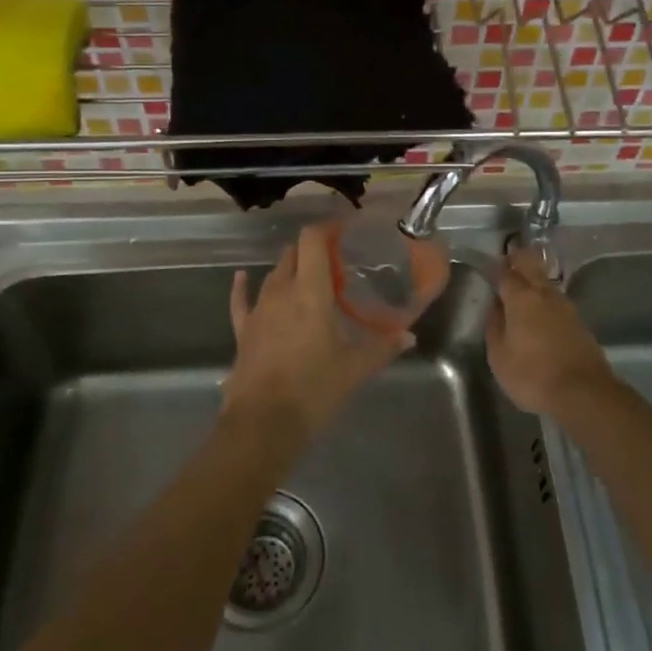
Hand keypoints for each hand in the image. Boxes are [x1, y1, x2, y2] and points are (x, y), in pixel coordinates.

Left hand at [225, 222, 410, 439]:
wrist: (263, 423)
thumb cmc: (314, 388)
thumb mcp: (355, 368)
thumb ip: (382, 347)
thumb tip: (409, 336)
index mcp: (310, 291)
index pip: (312, 241)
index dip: (326, 228)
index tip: (343, 229)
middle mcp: (281, 291)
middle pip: (293, 254)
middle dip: (311, 250)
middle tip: (334, 260)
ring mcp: (259, 310)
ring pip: (273, 275)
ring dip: (289, 270)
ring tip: (307, 275)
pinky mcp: (243, 330)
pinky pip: (242, 301)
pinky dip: (243, 287)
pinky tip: (242, 278)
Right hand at [485, 245, 615, 416]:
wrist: (584, 393)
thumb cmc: (532, 374)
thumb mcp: (499, 356)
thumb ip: (494, 326)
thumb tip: (494, 306)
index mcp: (521, 298)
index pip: (505, 273)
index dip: (495, 267)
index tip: (487, 266)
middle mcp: (545, 295)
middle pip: (531, 266)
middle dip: (518, 259)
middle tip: (507, 258)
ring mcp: (566, 307)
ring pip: (546, 282)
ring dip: (534, 277)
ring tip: (523, 283)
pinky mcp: (579, 322)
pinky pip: (556, 300)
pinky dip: (545, 298)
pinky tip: (541, 309)